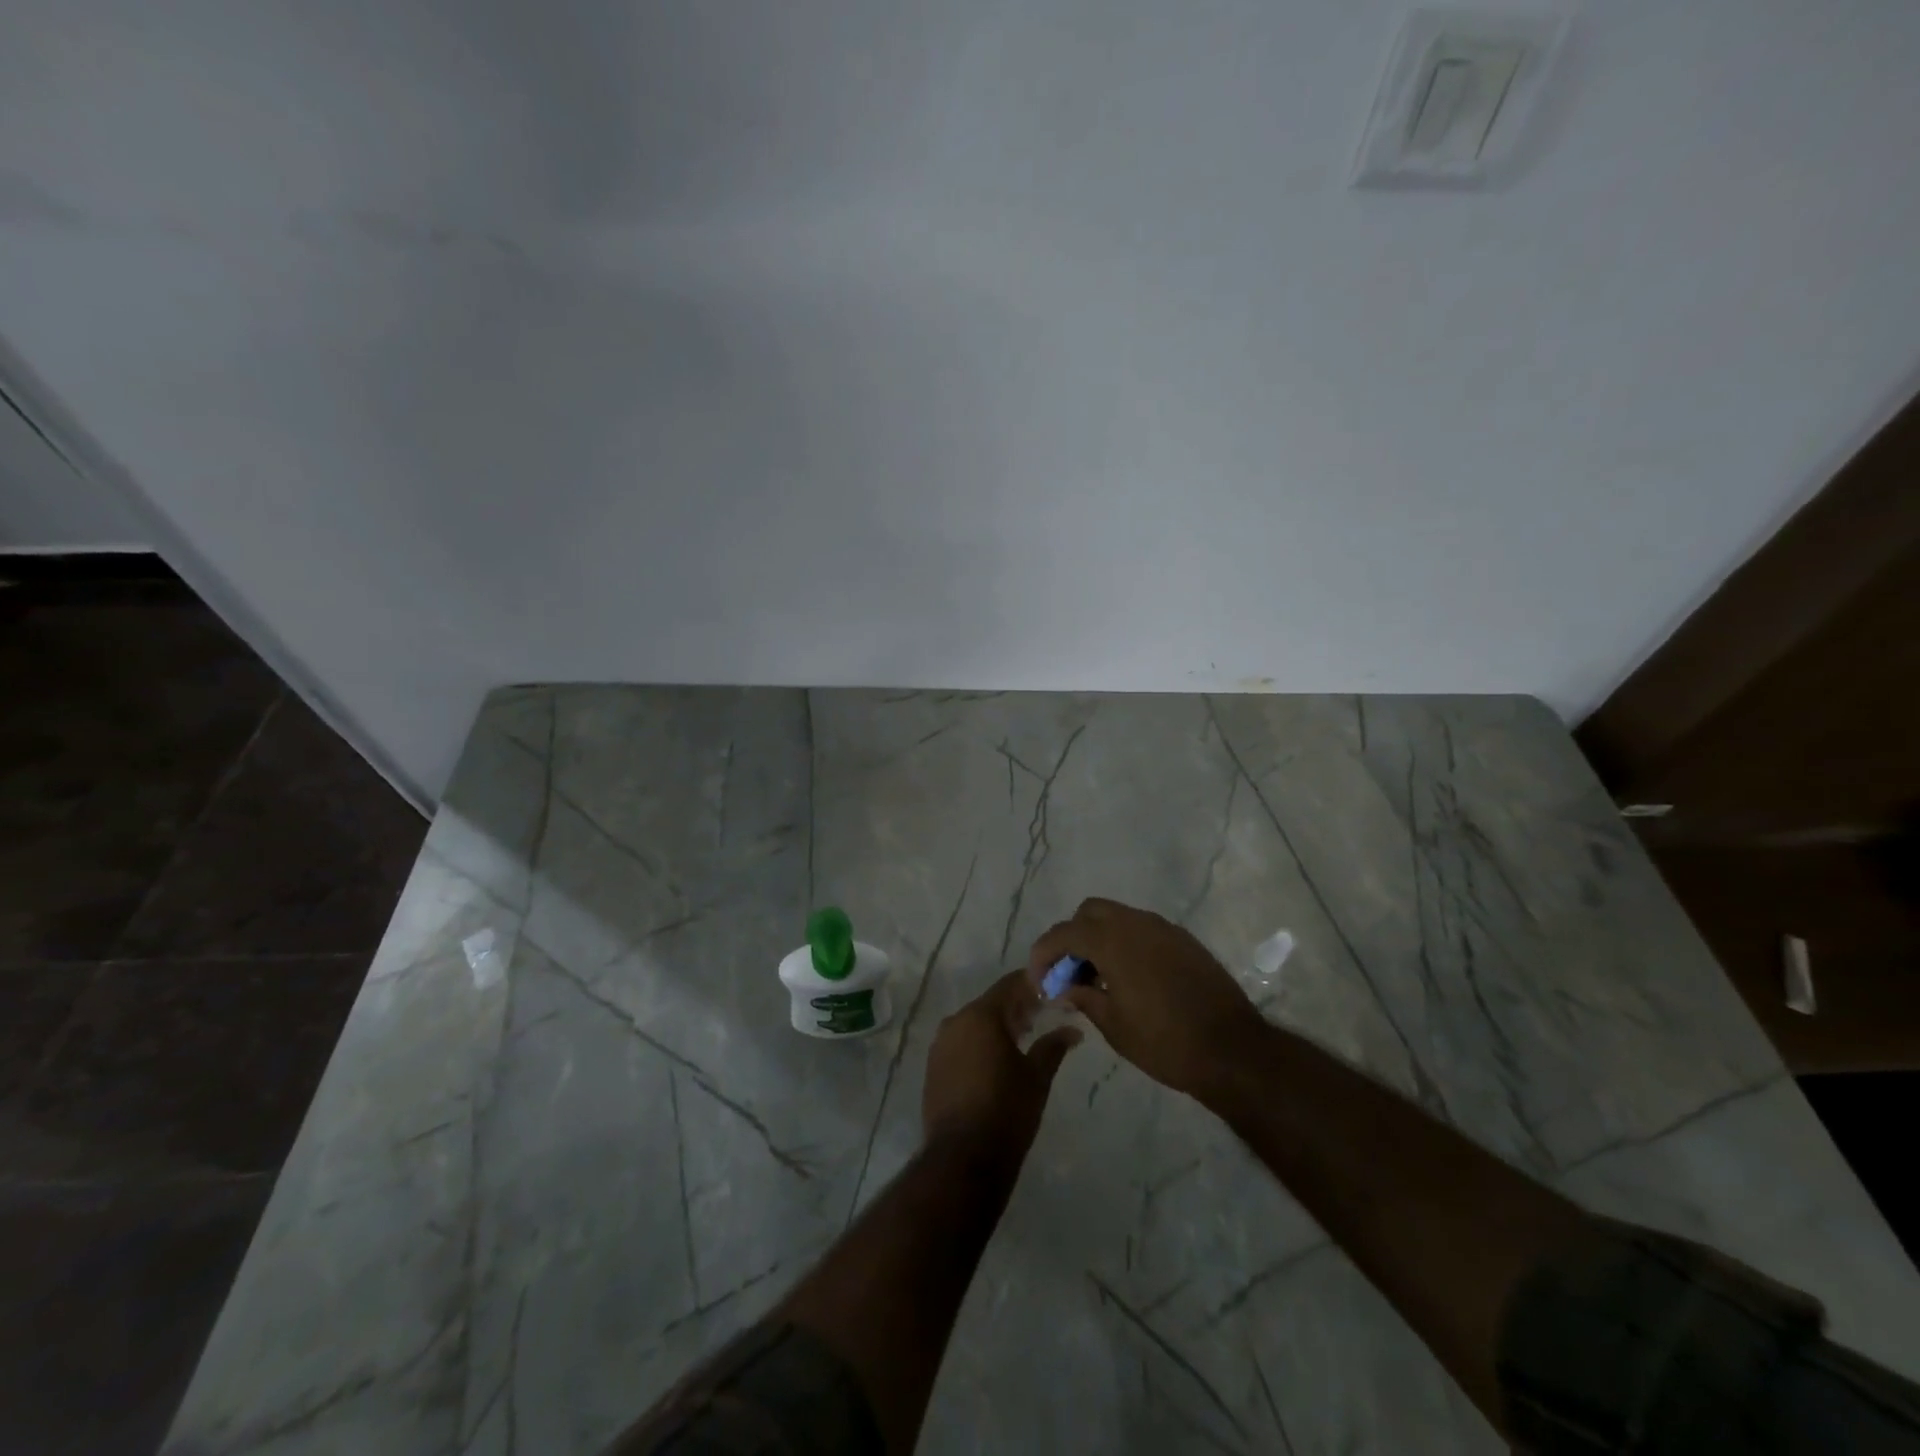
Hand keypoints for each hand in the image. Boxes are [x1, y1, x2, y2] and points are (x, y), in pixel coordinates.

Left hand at [922, 971, 1080, 1162]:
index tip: (1051, 994)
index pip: (1009, 985)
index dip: (1031, 986)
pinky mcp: (933, 1067)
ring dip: (996, 1027)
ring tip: (1021, 1042)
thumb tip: (1073, 1030)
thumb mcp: (1037, 1077)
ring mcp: (940, 1045)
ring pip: (973, 1024)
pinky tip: (995, 1062)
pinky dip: (978, 1045)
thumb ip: (1053, 1046)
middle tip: (1040, 1019)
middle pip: (990, 1004)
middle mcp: (956, 1021)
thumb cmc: (1006, 1110)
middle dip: (1015, 1008)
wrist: (963, 1158)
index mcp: (981, 1015)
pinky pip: (960, 1044)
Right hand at [1028, 898, 1265, 1101]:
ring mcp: (1164, 929)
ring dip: (1100, 938)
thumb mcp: (1114, 1026)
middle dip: (1072, 937)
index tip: (1039, 980)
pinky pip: (1143, 930)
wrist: (1232, 1050)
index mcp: (1113, 941)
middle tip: (1070, 973)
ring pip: (1118, 917)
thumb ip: (1084, 997)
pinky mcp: (1184, 940)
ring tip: (1098, 978)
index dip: (1043, 954)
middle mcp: (1137, 924)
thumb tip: (1066, 987)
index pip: (1064, 933)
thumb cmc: (1165, 1042)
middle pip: (1090, 912)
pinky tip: (1130, 978)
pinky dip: (1126, 943)